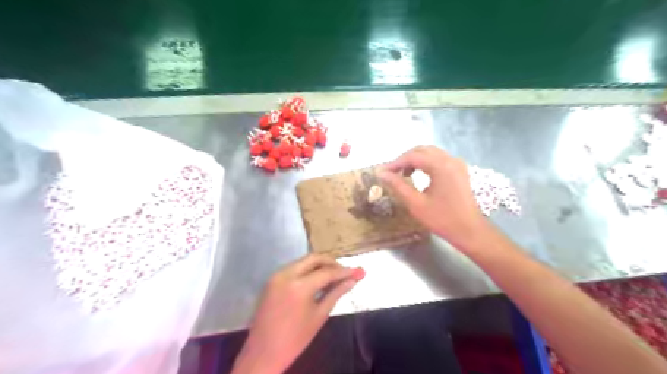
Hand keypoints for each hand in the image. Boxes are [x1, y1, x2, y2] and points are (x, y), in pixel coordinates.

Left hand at [233, 253, 362, 371]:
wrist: (263, 353)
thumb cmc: (295, 339)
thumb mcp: (319, 316)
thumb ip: (336, 294)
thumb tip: (353, 280)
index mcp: (299, 286)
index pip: (327, 272)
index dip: (344, 271)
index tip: (358, 271)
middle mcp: (286, 274)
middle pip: (314, 258)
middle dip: (331, 262)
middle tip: (344, 272)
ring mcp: (277, 275)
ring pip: (303, 261)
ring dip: (319, 265)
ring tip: (333, 276)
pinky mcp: (272, 280)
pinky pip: (294, 268)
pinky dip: (307, 270)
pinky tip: (317, 279)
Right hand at [378, 145, 490, 250]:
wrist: (469, 230)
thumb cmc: (442, 219)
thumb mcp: (416, 203)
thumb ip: (398, 185)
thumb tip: (382, 174)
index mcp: (440, 166)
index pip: (412, 157)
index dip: (395, 163)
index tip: (382, 172)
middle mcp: (450, 160)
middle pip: (422, 150)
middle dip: (405, 159)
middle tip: (392, 172)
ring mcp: (457, 164)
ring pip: (431, 153)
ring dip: (415, 160)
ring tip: (403, 174)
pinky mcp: (459, 170)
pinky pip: (439, 159)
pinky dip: (426, 163)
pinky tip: (418, 174)